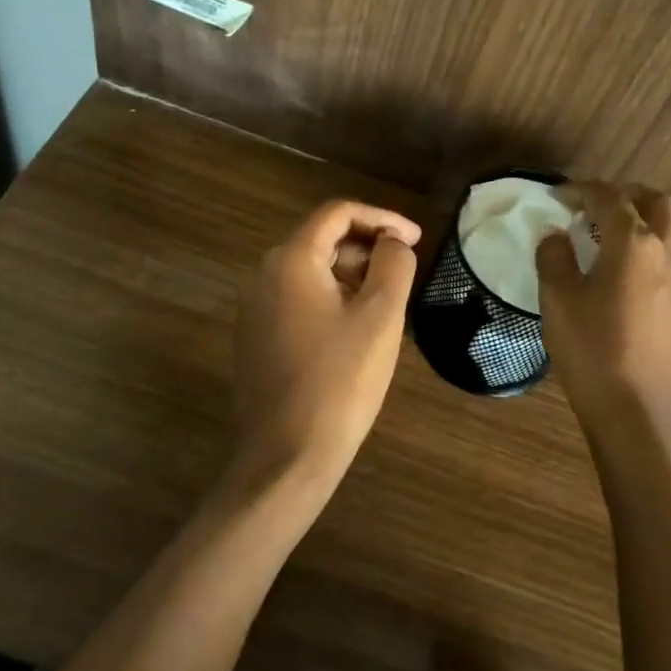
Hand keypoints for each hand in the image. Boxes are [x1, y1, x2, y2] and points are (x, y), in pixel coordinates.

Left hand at [231, 199, 421, 490]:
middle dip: (367, 246)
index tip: (415, 238)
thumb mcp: (380, 316)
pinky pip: (298, 298)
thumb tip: (393, 242)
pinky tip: (355, 327)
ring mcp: (255, 307)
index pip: (337, 213)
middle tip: (404, 270)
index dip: (381, 217)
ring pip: (310, 269)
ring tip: (386, 299)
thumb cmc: (340, 381)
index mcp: (291, 260)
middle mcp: (264, 274)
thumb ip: (393, 264)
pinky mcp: (256, 336)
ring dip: (351, 272)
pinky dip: (330, 296)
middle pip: (321, 238)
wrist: (286, 458)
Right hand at [536, 182, 670, 431]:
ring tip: (637, 239)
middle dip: (631, 196)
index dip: (583, 190)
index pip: (610, 198)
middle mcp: (669, 254)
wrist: (637, 410)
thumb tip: (557, 236)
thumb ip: (554, 257)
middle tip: (602, 207)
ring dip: (664, 227)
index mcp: (633, 243)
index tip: (560, 195)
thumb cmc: (591, 348)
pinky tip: (649, 284)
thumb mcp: (557, 298)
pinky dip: (670, 265)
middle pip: (661, 205)